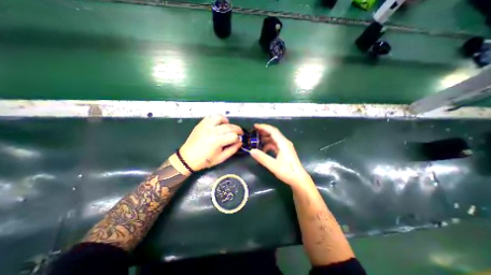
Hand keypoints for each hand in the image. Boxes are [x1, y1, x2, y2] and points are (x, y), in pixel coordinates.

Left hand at [179, 115, 243, 170]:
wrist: (187, 158)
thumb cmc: (205, 160)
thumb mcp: (221, 158)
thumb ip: (233, 149)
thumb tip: (240, 142)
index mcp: (217, 141)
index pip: (233, 135)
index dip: (238, 138)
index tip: (238, 141)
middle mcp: (212, 131)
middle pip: (229, 126)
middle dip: (237, 129)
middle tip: (239, 133)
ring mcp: (205, 126)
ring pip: (221, 118)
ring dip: (227, 122)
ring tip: (229, 127)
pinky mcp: (201, 124)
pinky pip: (211, 117)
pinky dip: (217, 118)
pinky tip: (219, 124)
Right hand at [251, 124, 311, 186]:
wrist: (298, 179)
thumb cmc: (287, 172)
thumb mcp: (273, 165)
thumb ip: (262, 158)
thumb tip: (251, 151)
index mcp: (283, 143)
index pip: (273, 131)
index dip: (264, 127)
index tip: (255, 126)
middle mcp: (284, 142)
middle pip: (273, 133)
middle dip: (263, 131)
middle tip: (254, 132)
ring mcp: (285, 146)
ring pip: (274, 139)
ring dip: (265, 138)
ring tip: (256, 140)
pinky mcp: (284, 151)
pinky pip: (275, 144)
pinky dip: (268, 145)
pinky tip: (263, 150)